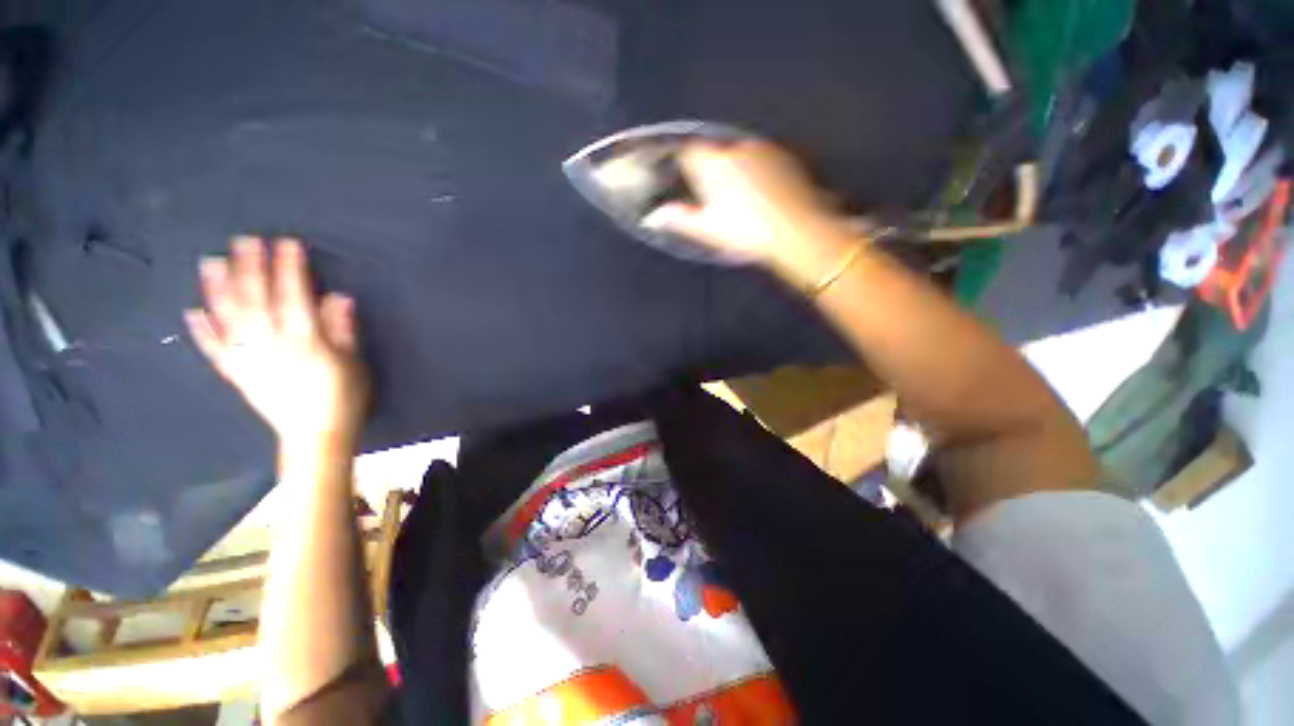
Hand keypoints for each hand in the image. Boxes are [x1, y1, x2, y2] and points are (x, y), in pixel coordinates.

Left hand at [185, 237, 369, 449]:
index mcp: (304, 341)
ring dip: (218, 289)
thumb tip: (338, 297)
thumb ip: (343, 330)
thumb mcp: (354, 363)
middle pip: (256, 300)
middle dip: (250, 268)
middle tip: (244, 240)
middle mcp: (270, 344)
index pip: (294, 297)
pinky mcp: (235, 374)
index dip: (289, 269)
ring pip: (229, 319)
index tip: (286, 244)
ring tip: (211, 262)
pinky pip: (214, 350)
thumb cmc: (343, 397)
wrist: (315, 436)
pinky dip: (201, 330)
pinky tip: (191, 311)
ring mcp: (247, 359)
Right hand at [643, 141, 855, 283]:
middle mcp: (737, 148)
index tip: (688, 184)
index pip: (690, 152)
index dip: (685, 166)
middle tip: (716, 200)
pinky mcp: (786, 157)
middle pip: (715, 153)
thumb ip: (680, 218)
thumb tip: (655, 215)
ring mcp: (764, 150)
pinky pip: (762, 159)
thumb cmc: (746, 231)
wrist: (796, 231)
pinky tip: (763, 195)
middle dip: (712, 170)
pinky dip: (757, 171)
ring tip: (742, 201)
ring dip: (735, 170)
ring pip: (740, 155)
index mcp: (714, 163)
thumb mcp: (707, 229)